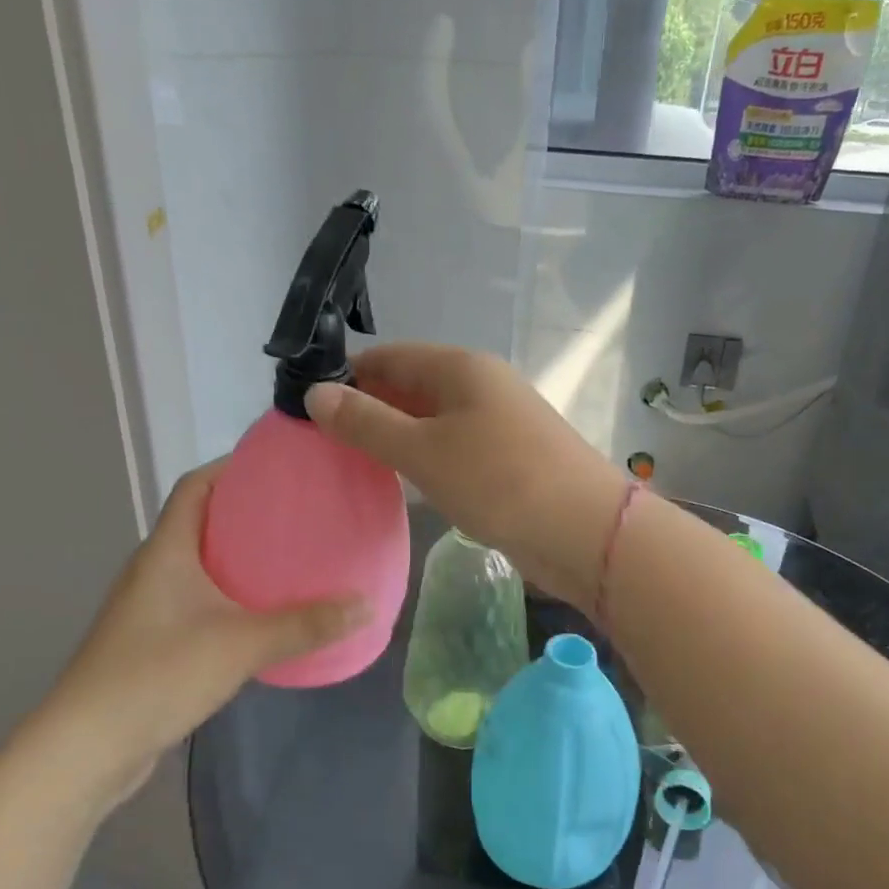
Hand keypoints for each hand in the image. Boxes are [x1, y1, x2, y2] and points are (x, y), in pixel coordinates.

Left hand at [8, 462, 368, 811]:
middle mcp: (154, 570)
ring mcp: (150, 608)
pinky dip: (232, 596)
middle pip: (202, 521)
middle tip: (302, 512)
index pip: (195, 486)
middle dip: (249, 512)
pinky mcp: (154, 642)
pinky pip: (200, 601)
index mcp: (166, 551)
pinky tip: (265, 614)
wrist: (87, 749)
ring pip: (202, 564)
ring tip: (293, 558)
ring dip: (242, 557)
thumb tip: (367, 605)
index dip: (232, 467)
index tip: (279, 466)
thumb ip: (306, 624)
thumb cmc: (158, 675)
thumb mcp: (241, 644)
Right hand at [306, 343, 627, 613]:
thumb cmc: (499, 480)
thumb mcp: (423, 450)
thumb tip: (315, 393)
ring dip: (394, 438)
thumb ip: (367, 423)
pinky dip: (423, 460)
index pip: (389, 357)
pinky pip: (452, 449)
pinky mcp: (507, 460)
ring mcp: (497, 424)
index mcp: (461, 367)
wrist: (584, 531)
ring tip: (347, 463)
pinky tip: (399, 483)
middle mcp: (480, 386)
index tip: (304, 405)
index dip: (346, 376)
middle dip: (367, 409)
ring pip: (431, 421)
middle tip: (318, 442)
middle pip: (410, 387)